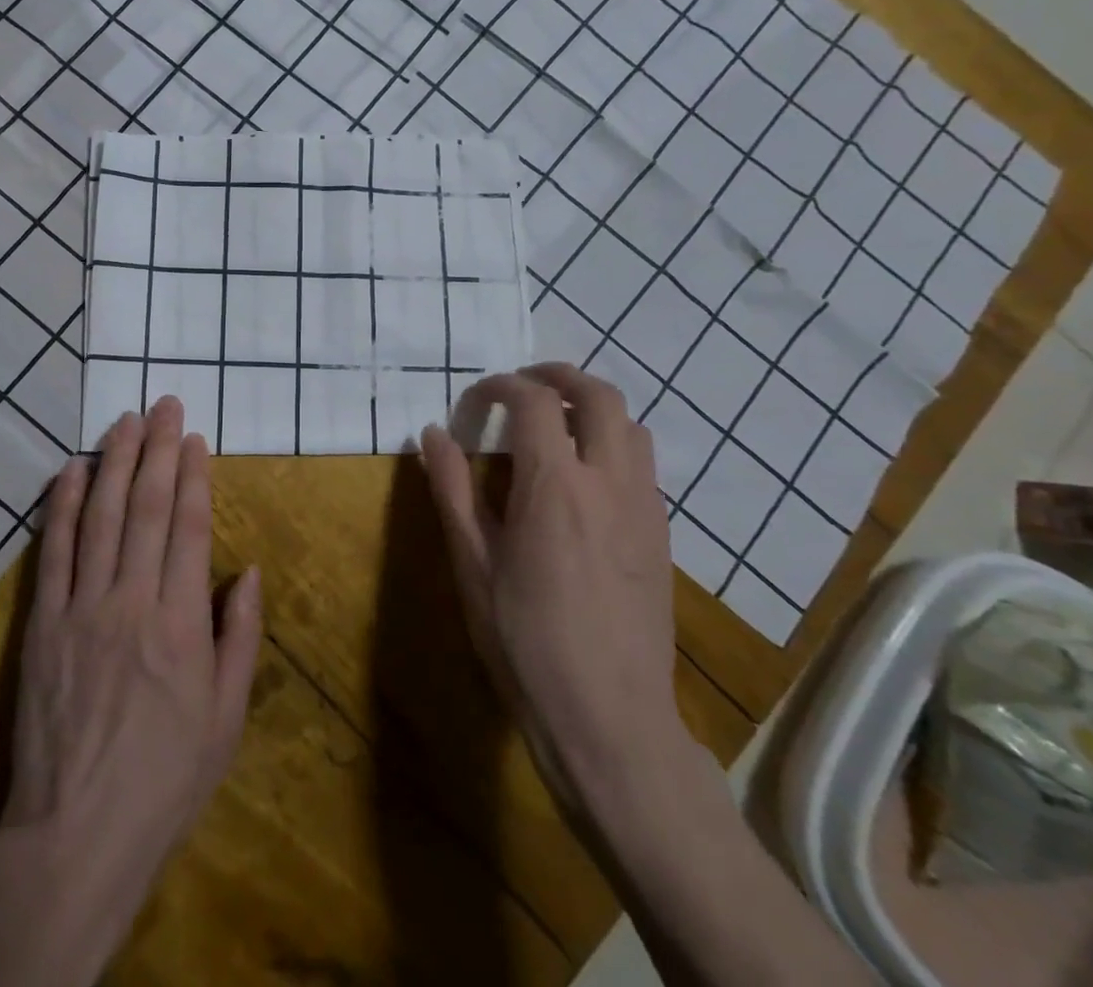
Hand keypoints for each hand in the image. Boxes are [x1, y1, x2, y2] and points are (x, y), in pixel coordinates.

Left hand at [0, 396, 261, 956]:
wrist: (77, 831)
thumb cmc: (166, 777)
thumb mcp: (226, 717)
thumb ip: (239, 637)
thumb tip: (247, 572)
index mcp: (181, 623)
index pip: (189, 527)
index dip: (193, 475)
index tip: (194, 437)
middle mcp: (132, 599)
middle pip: (146, 507)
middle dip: (157, 450)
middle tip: (162, 405)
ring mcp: (82, 606)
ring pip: (100, 516)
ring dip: (113, 462)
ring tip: (124, 421)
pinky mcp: (43, 622)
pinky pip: (53, 551)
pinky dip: (61, 505)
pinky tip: (70, 470)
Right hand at [420, 363, 685, 803]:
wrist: (608, 718)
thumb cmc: (524, 640)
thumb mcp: (472, 563)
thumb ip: (452, 489)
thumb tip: (432, 433)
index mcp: (555, 486)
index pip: (534, 401)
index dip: (499, 386)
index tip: (474, 400)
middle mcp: (609, 482)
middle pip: (599, 395)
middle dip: (558, 375)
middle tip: (522, 383)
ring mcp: (644, 508)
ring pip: (631, 425)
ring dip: (592, 407)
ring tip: (555, 423)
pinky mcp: (660, 535)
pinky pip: (642, 464)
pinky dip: (612, 443)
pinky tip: (582, 477)